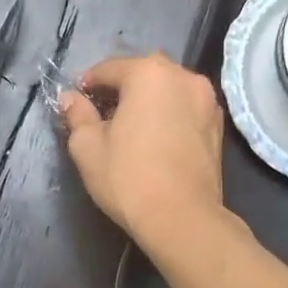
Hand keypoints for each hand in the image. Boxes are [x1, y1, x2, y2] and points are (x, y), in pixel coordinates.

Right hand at [59, 54, 227, 248]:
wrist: (182, 219)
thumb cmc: (128, 177)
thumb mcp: (87, 146)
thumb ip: (77, 115)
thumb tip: (70, 98)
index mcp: (149, 73)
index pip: (109, 68)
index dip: (88, 83)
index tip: (76, 101)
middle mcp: (183, 77)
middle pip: (143, 73)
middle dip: (121, 88)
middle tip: (102, 113)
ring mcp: (207, 100)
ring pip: (167, 90)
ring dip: (148, 100)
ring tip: (130, 126)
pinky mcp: (218, 125)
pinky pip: (185, 108)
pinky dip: (168, 114)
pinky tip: (156, 138)